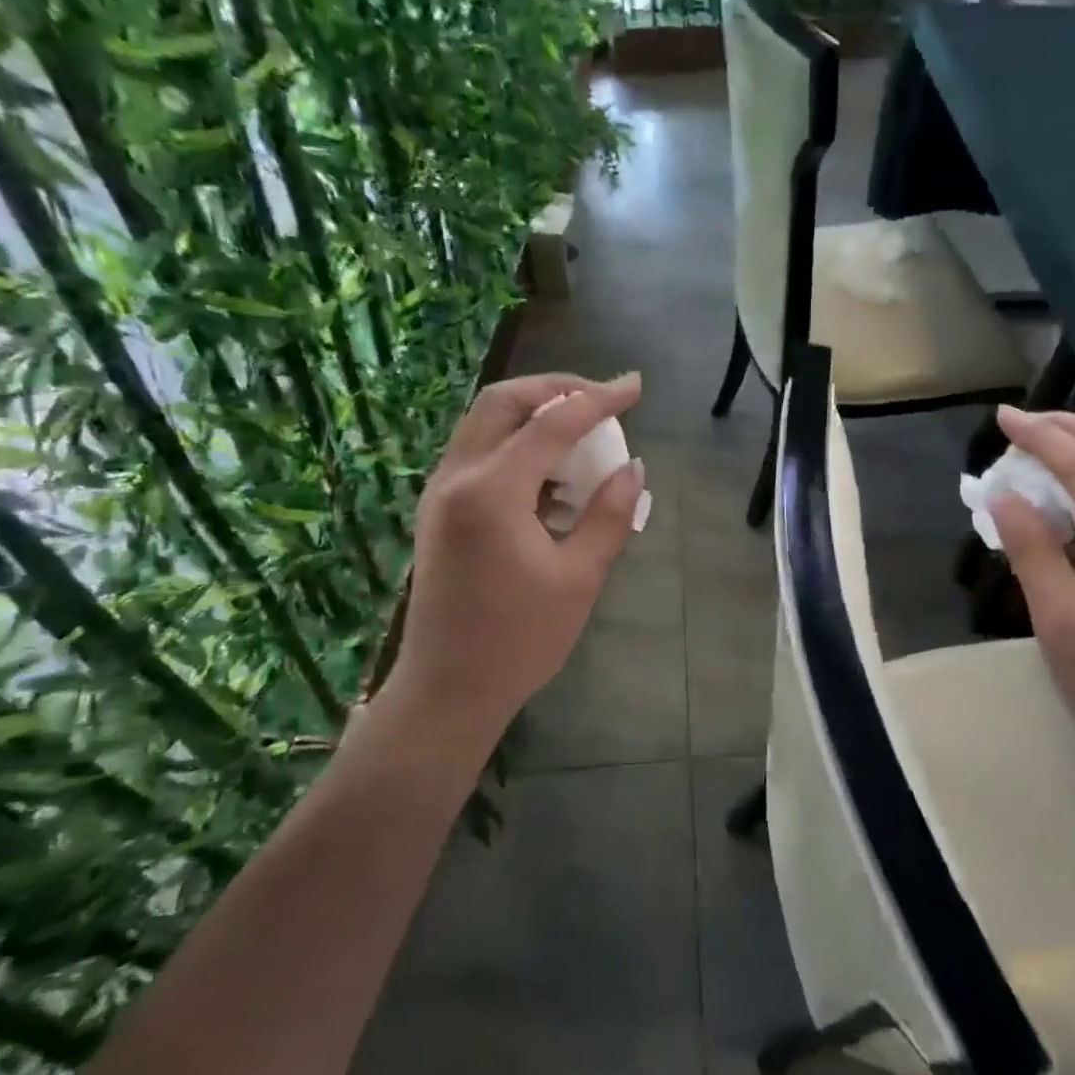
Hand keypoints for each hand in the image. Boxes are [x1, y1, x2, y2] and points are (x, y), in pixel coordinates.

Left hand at [380, 372, 644, 733]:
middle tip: (601, 398)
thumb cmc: (520, 639)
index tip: (636, 386)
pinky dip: (517, 444)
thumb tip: (632, 468)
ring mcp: (440, 493)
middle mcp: (456, 478)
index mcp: (492, 492)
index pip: (552, 423)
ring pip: (485, 424)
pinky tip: (553, 476)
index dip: (598, 399)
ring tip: (583, 434)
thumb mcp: (579, 578)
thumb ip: (609, 515)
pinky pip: (479, 453)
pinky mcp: (439, 511)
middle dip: (556, 389)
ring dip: (534, 414)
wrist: (448, 689)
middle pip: (503, 402)